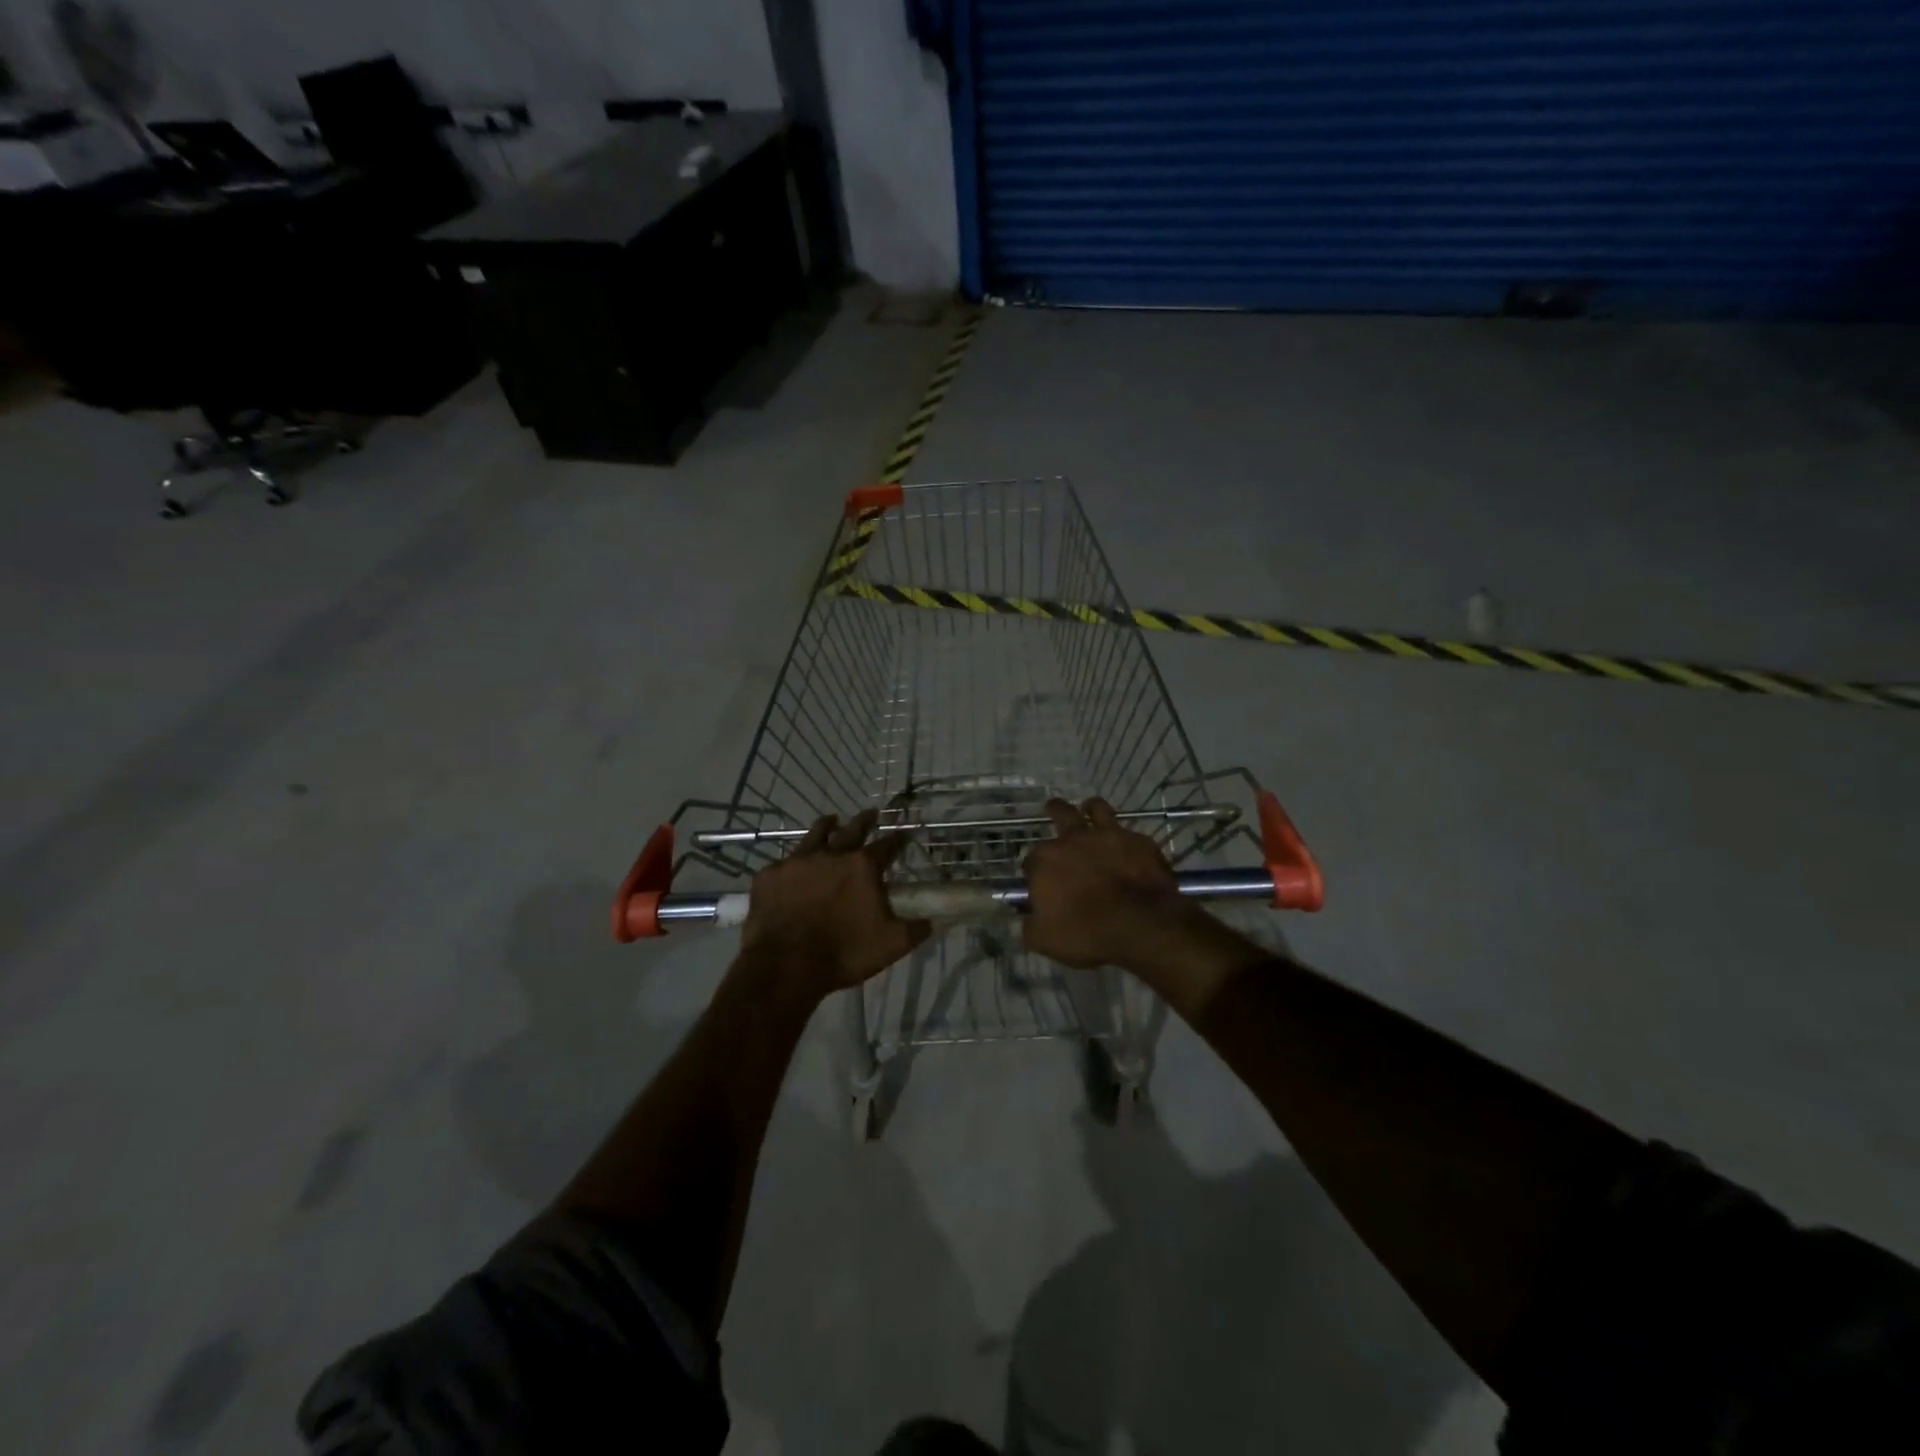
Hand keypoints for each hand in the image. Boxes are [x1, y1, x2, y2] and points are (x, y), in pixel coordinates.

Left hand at [742, 809, 930, 993]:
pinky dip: (793, 864)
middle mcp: (831, 854)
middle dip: (865, 820)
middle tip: (872, 812)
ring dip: (827, 826)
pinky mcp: (769, 876)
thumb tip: (930, 921)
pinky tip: (793, 868)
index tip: (904, 834)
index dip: (898, 839)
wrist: (786, 966)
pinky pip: (784, 863)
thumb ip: (915, 929)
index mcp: (862, 867)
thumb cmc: (844, 952)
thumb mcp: (892, 945)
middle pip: (852, 828)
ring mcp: (796, 862)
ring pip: (815, 834)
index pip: (887, 845)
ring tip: (831, 820)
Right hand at [1022, 797, 1184, 968]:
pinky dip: (1125, 839)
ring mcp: (1108, 836)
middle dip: (1054, 810)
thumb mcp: (1044, 939)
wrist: (1141, 924)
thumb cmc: (1086, 932)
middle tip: (1052, 808)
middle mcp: (1073, 839)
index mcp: (1045, 861)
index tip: (1042, 885)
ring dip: (1091, 809)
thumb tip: (1025, 917)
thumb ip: (1029, 925)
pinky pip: (1129, 833)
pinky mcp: (1139, 841)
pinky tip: (1129, 847)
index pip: (1031, 861)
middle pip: (1060, 814)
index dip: (1035, 872)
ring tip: (1090, 809)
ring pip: (1096, 809)